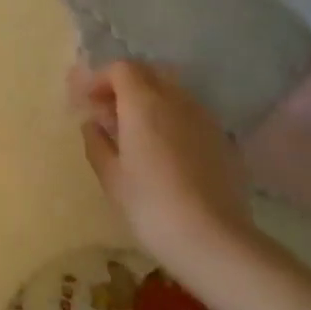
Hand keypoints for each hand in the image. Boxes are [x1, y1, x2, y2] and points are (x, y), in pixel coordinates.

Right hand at [72, 61, 252, 262]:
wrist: (215, 241)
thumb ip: (96, 142)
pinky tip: (166, 152)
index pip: (121, 68)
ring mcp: (204, 118)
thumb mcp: (111, 177)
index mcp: (143, 102)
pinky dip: (172, 120)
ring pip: (172, 93)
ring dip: (150, 101)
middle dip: (125, 85)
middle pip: (148, 73)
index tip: (87, 101)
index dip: (100, 79)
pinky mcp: (223, 140)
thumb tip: (93, 124)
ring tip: (137, 133)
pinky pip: (191, 115)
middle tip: (109, 113)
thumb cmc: (151, 205)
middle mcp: (176, 100)